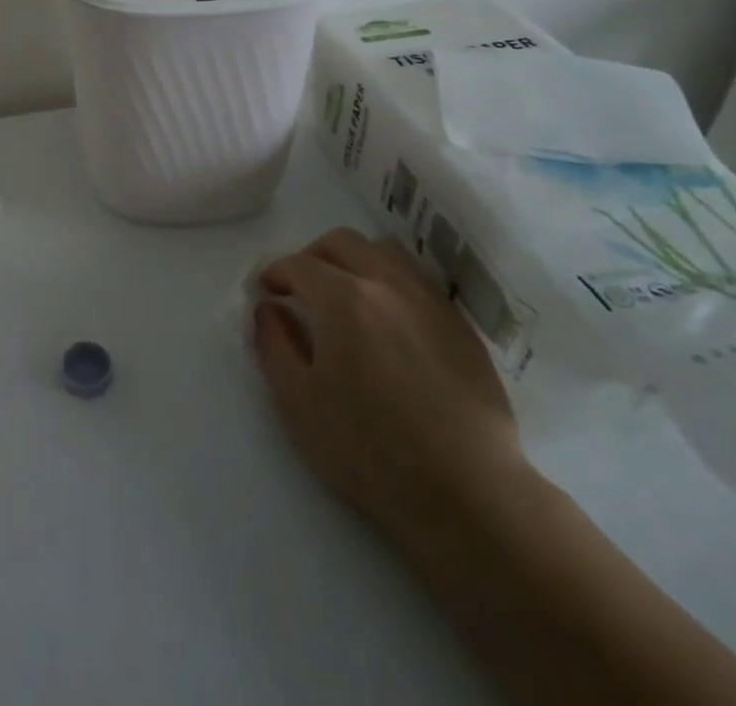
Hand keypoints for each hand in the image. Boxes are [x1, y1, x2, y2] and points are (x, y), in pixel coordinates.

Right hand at [253, 229, 523, 538]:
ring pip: (385, 251)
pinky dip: (392, 282)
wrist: (468, 492)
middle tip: (303, 288)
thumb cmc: (370, 449)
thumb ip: (273, 344)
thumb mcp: (298, 402)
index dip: (276, 273)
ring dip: (356, 260)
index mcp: (342, 298)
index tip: (268, 292)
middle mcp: (385, 283)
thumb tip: (268, 309)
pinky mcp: (460, 325)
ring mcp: (429, 300)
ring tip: (347, 295)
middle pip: (342, 242)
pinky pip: (418, 280)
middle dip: (313, 256)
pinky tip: (390, 321)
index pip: (299, 264)